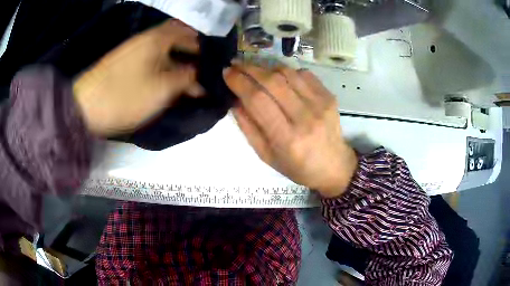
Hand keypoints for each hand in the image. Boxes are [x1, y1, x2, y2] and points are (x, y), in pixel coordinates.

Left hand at [73, 20, 202, 136]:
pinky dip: (165, 67)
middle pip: (179, 40)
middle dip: (193, 54)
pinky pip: (153, 60)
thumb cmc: (125, 96)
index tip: (215, 64)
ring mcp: (135, 50)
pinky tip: (169, 81)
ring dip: (179, 62)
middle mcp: (148, 39)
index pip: (191, 34)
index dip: (206, 48)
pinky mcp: (127, 63)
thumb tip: (203, 75)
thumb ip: (188, 78)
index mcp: (158, 39)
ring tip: (190, 81)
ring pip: (166, 51)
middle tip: (204, 73)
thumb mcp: (162, 88)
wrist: (85, 107)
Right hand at [223, 63, 357, 197]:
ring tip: (254, 70)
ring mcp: (320, 104)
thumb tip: (235, 100)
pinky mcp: (329, 96)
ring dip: (266, 67)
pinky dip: (286, 71)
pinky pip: (304, 74)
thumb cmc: (298, 167)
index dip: (239, 82)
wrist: (334, 166)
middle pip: (272, 81)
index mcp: (287, 138)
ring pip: (287, 73)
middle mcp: (305, 117)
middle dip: (249, 68)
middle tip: (235, 64)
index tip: (227, 72)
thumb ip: (248, 128)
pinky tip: (278, 77)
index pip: (258, 100)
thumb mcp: (266, 156)